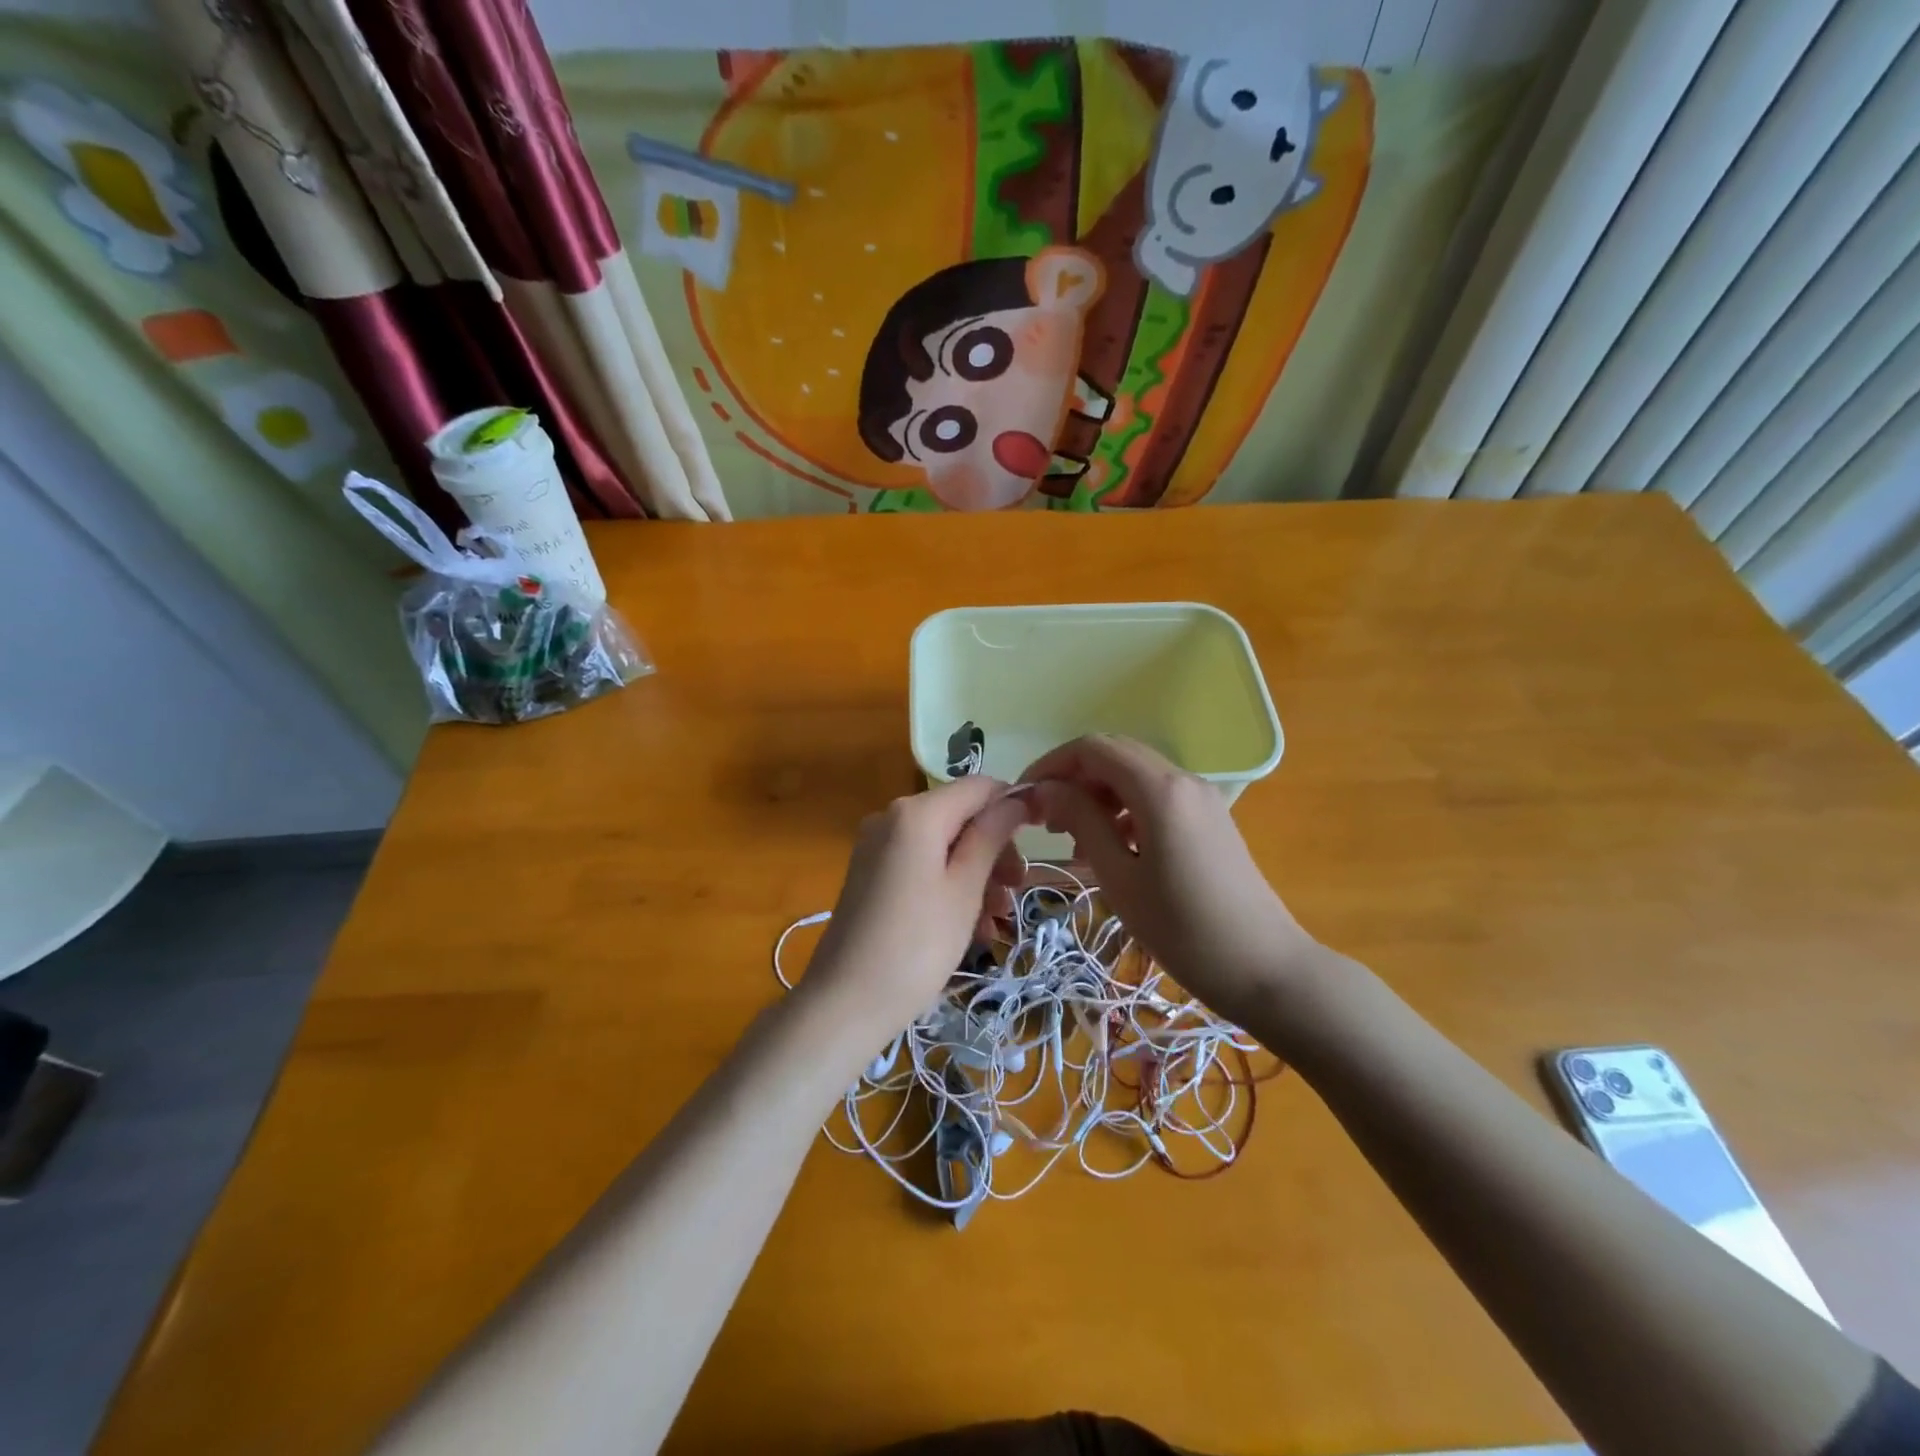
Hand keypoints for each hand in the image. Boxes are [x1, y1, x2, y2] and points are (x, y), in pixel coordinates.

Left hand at [799, 777, 1030, 1047]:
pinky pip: (920, 866)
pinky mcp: (870, 875)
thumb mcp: (965, 889)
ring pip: (942, 846)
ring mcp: (876, 847)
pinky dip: (948, 887)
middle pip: (959, 817)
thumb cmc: (917, 944)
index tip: (1039, 839)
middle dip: (994, 850)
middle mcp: (891, 818)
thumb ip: (991, 836)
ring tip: (998, 920)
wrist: (845, 1002)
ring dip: (976, 876)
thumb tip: (1017, 797)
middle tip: (1016, 892)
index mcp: (916, 813)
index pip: (978, 787)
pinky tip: (971, 928)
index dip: (1012, 806)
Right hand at [1021, 736, 1322, 1023]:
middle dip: (1073, 777)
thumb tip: (1044, 789)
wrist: (1266, 968)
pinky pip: (1156, 796)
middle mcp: (1183, 779)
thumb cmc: (1183, 929)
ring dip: (1098, 794)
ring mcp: (1201, 798)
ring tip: (1074, 840)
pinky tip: (1112, 848)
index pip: (1093, 748)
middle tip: (1045, 819)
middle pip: (1115, 755)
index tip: (1025, 798)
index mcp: (1159, 789)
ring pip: (1135, 775)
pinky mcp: (1210, 819)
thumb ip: (1080, 822)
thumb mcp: (1120, 877)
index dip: (1052, 764)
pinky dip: (1124, 808)